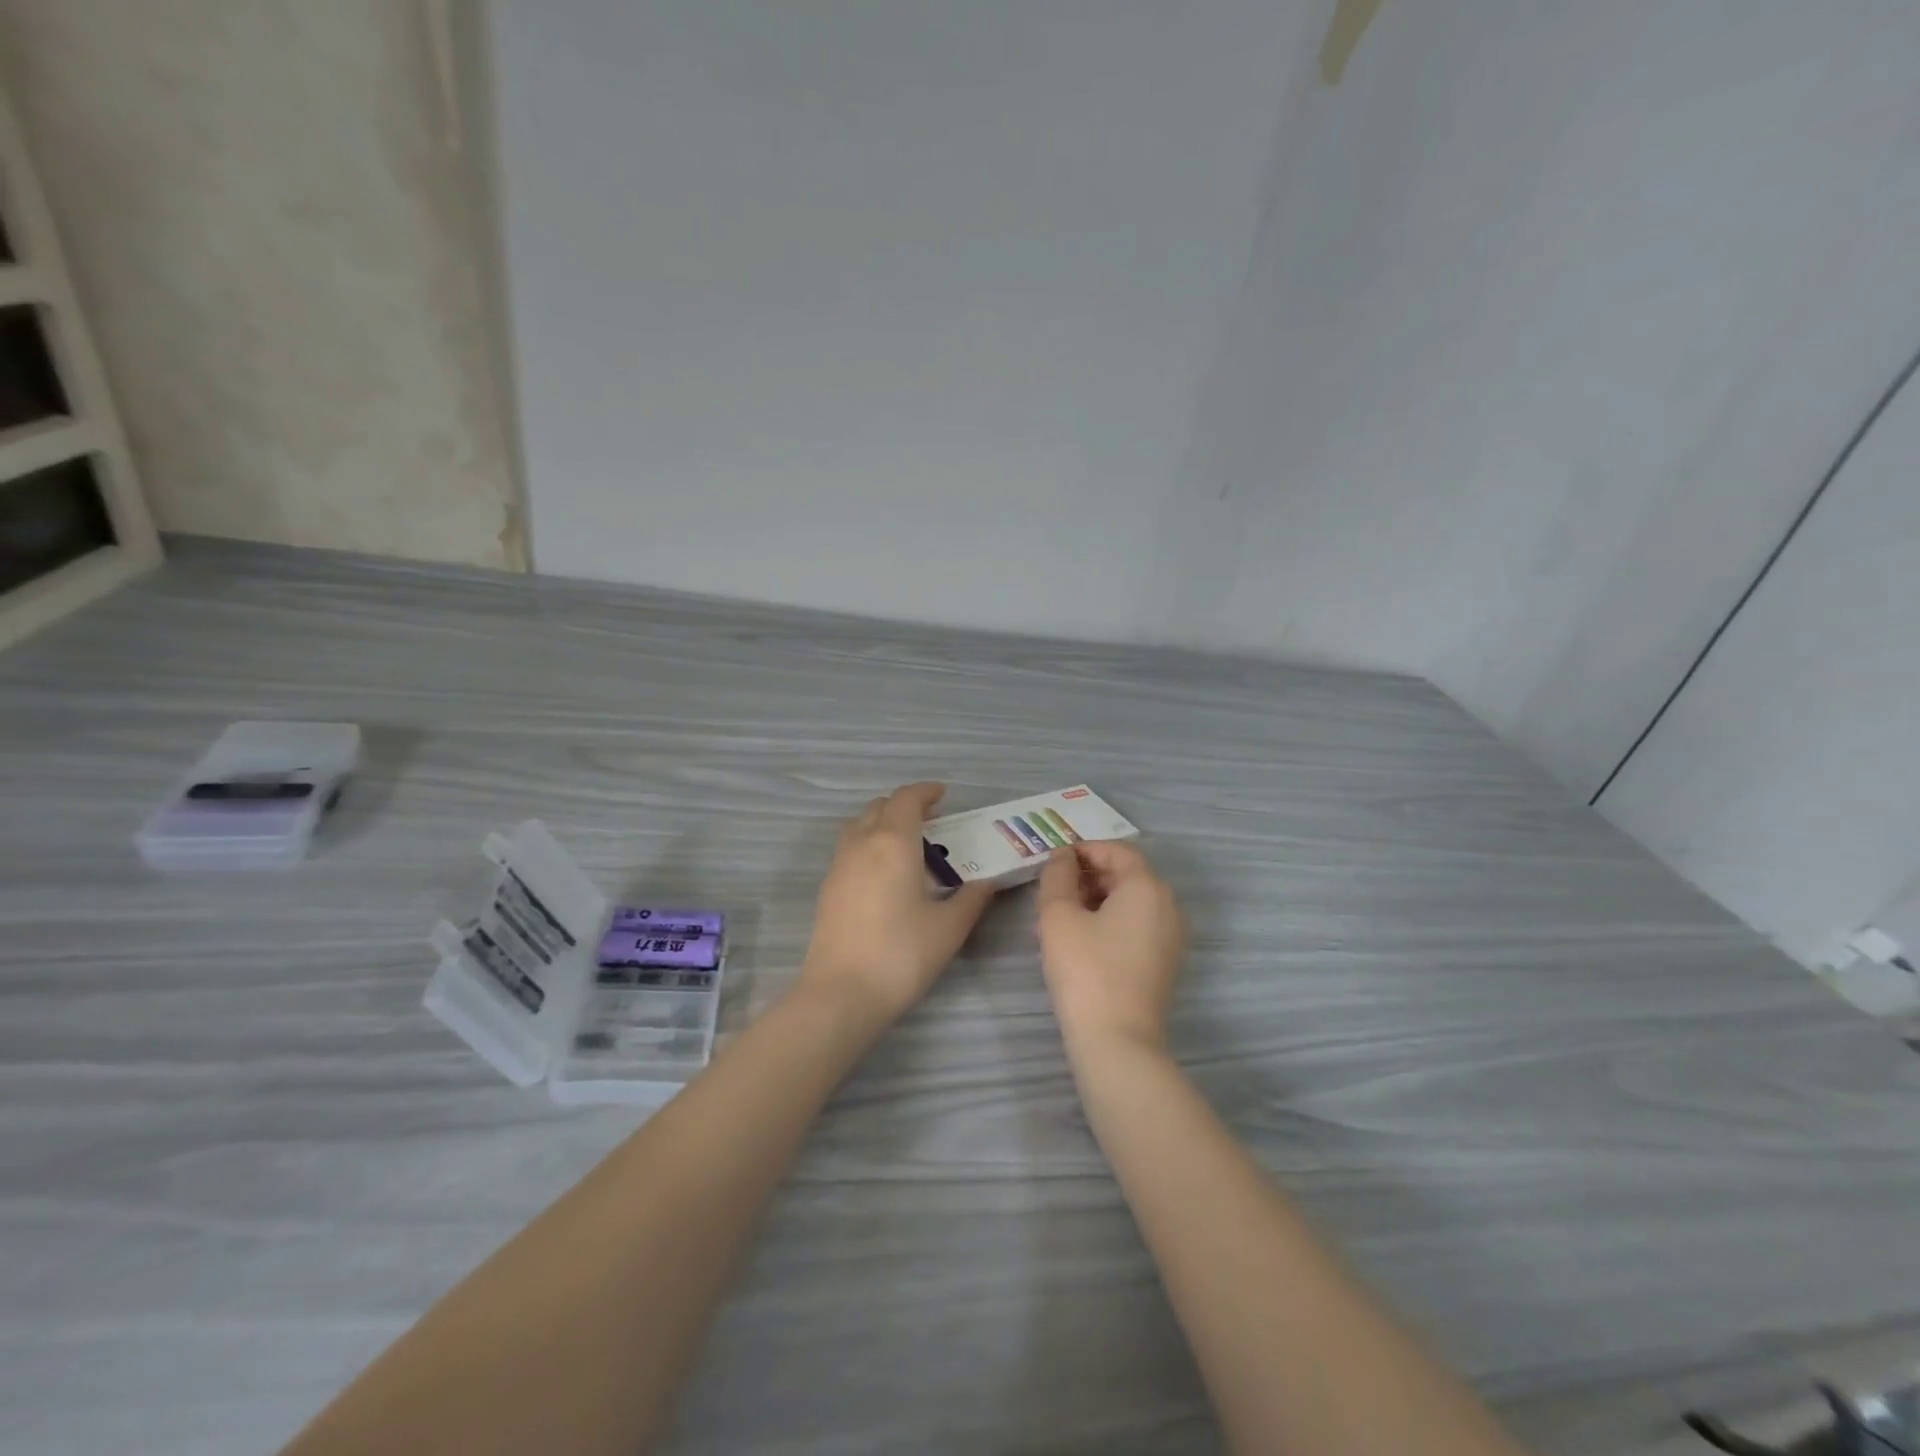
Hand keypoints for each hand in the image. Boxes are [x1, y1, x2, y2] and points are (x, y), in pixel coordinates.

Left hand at [798, 783, 995, 1027]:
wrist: (841, 993)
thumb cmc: (901, 954)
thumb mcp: (949, 927)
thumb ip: (972, 898)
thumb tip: (988, 882)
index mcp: (893, 842)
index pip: (907, 799)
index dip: (925, 791)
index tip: (944, 795)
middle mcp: (862, 843)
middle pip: (880, 807)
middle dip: (905, 805)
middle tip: (932, 821)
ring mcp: (839, 865)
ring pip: (859, 825)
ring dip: (883, 822)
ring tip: (908, 844)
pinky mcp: (828, 888)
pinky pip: (849, 848)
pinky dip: (868, 844)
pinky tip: (885, 874)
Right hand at [1035, 840, 1184, 1055]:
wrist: (1117, 1043)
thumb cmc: (1085, 971)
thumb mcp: (1058, 916)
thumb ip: (1057, 876)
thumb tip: (1062, 858)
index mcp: (1147, 887)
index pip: (1117, 851)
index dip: (1083, 849)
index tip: (1053, 861)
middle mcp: (1168, 906)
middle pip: (1126, 874)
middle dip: (1088, 874)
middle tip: (1052, 889)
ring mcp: (1171, 936)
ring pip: (1131, 901)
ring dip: (1096, 898)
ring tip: (1060, 915)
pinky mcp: (1165, 962)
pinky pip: (1137, 926)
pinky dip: (1110, 921)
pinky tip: (1080, 940)